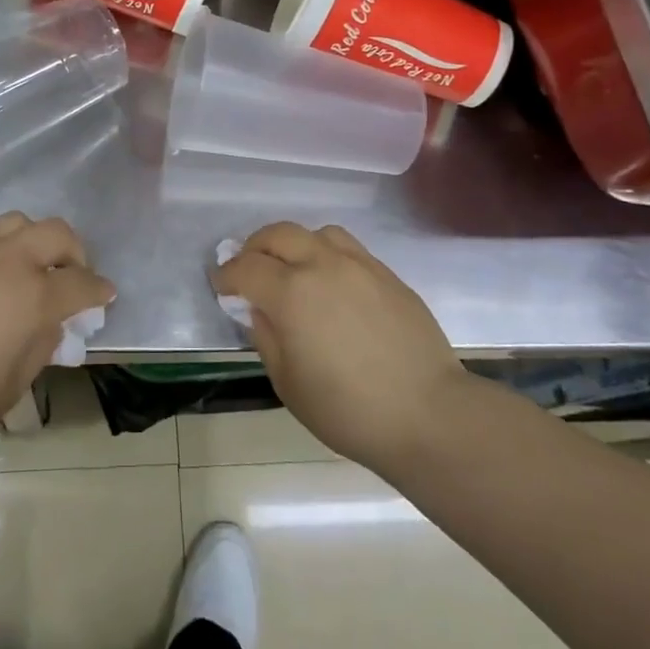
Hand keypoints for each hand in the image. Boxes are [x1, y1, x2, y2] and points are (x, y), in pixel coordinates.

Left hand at [0, 213, 114, 446]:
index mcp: (33, 295)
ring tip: (30, 266)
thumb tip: (49, 327)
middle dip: (76, 252)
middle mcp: (10, 260)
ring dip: (37, 240)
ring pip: (20, 222)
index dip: (99, 290)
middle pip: (58, 234)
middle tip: (71, 275)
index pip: (81, 284)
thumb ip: (38, 350)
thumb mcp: (8, 387)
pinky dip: (2, 248)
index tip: (105, 295)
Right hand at [215, 222, 467, 475]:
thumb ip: (266, 337)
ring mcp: (358, 265)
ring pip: (315, 233)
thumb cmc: (349, 410)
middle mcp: (322, 265)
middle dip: (255, 248)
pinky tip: (330, 281)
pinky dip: (326, 254)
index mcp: (291, 293)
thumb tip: (258, 309)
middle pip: (277, 235)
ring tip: (292, 269)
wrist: (429, 415)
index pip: (245, 268)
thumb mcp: (288, 384)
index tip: (220, 286)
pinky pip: (347, 248)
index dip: (226, 275)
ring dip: (294, 245)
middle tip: (248, 269)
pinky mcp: (387, 274)